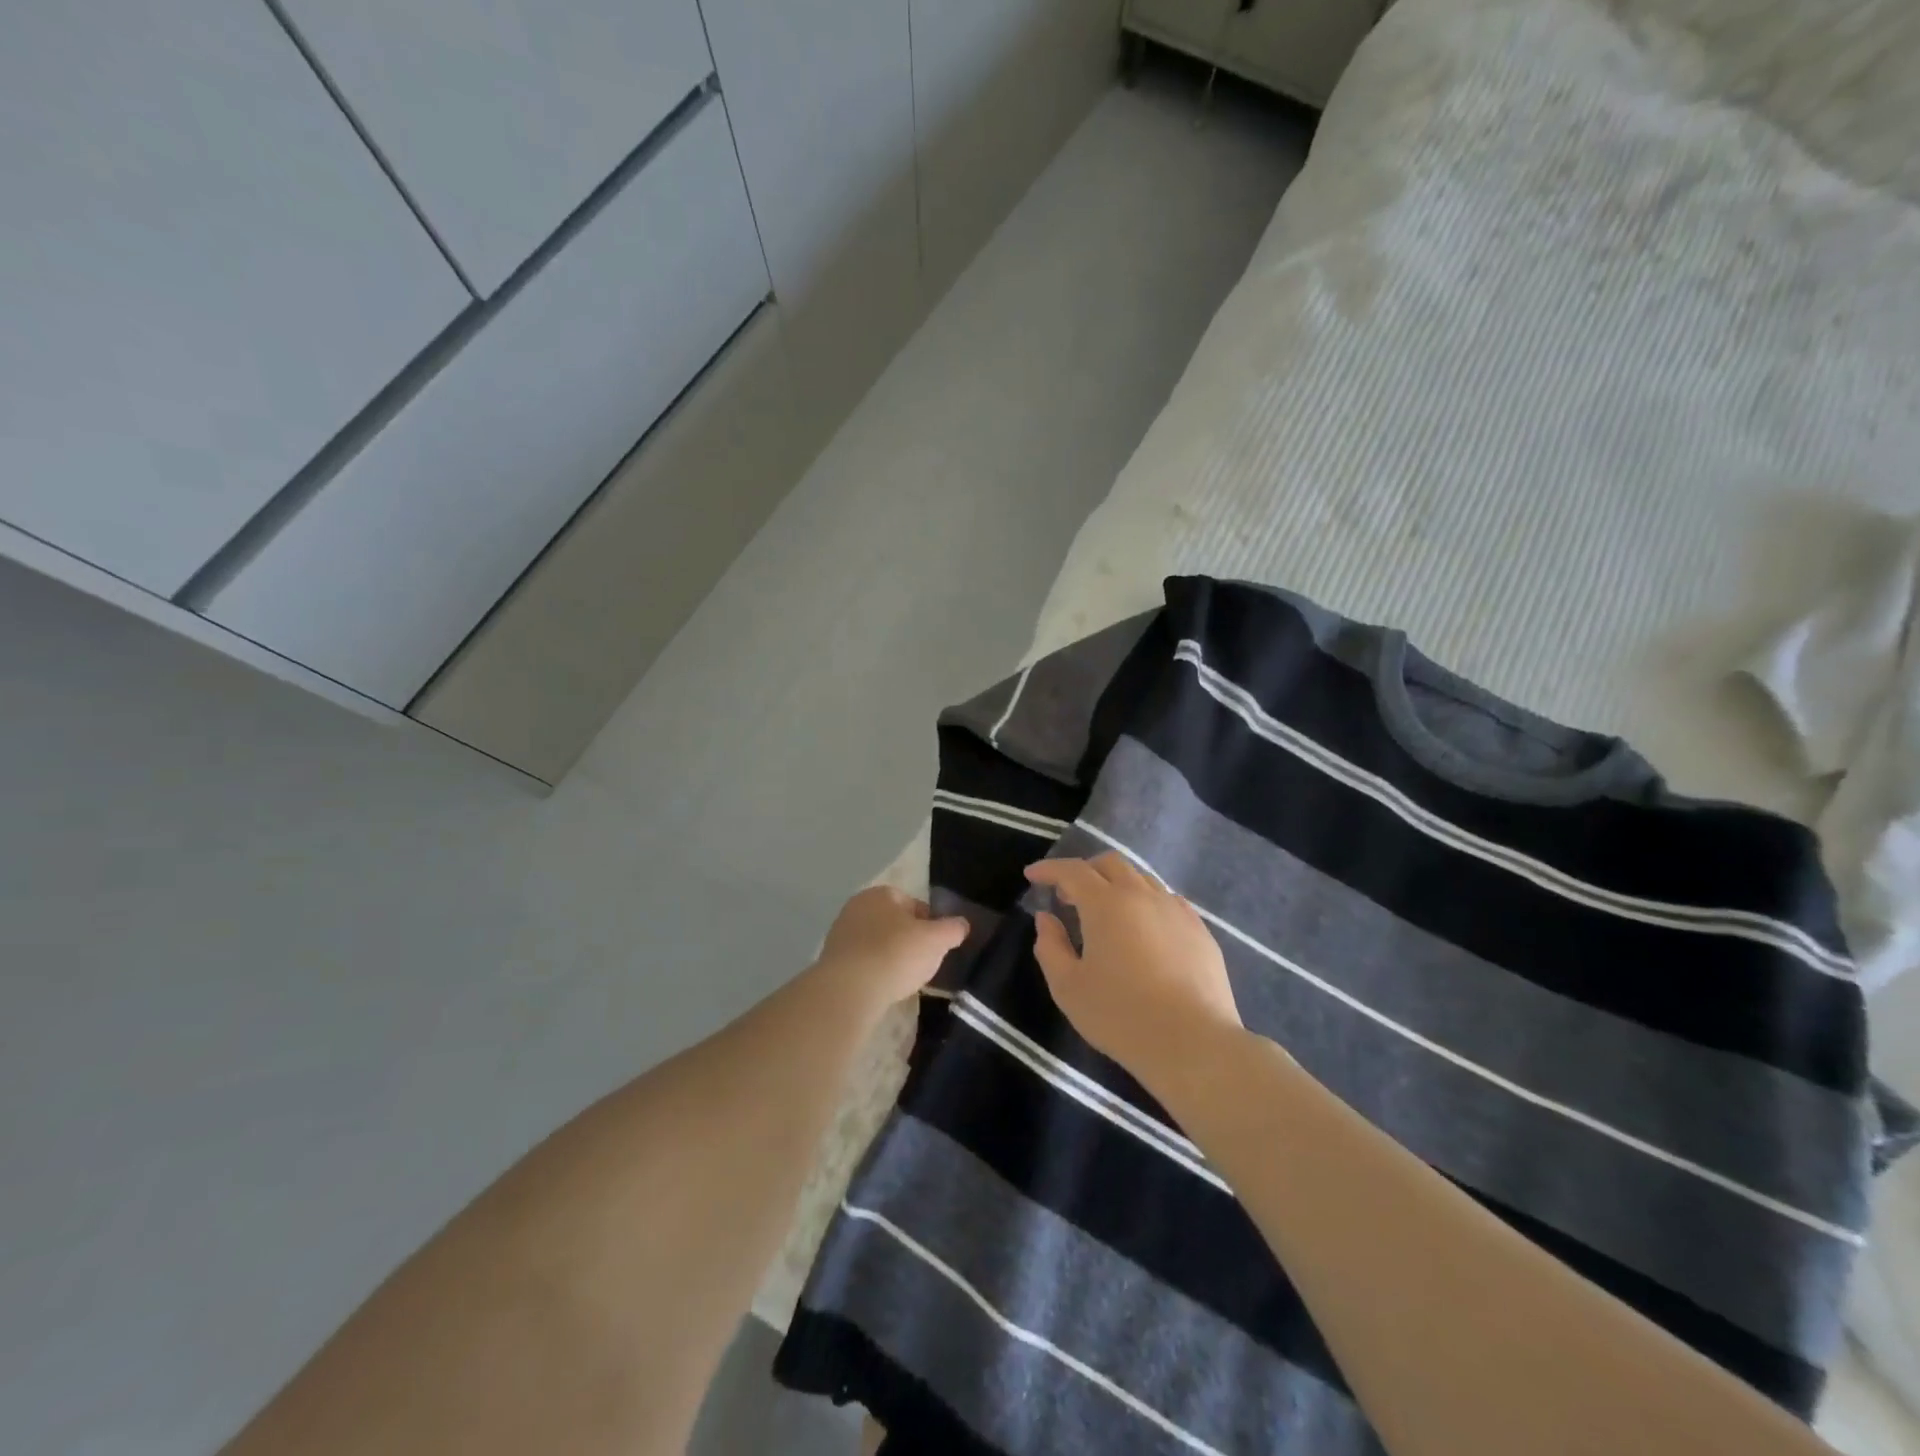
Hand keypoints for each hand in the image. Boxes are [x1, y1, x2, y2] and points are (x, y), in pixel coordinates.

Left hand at [812, 886, 967, 1014]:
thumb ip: (952, 928)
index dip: (930, 924)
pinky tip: (883, 988)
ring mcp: (840, 934)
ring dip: (890, 957)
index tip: (937, 946)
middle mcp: (856, 907)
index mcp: (880, 893)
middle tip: (922, 963)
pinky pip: (862, 963)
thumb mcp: (936, 940)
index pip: (913, 903)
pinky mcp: (831, 961)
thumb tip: (962, 924)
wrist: (849, 990)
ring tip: (904, 979)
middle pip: (893, 923)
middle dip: (908, 940)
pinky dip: (874, 972)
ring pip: (876, 943)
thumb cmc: (895, 954)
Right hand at [1025, 854, 1242, 1087]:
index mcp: (1106, 904)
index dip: (1049, 869)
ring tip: (1106, 914)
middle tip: (1068, 895)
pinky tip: (1143, 930)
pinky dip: (1145, 903)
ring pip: (1141, 879)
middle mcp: (1142, 895)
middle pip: (1110, 864)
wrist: (1193, 1044)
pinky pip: (1167, 901)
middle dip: (1084, 871)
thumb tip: (1046, 918)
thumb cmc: (1121, 1016)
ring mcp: (1176, 910)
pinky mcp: (1200, 930)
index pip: (1072, 871)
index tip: (1032, 875)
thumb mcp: (1068, 988)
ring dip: (1116, 885)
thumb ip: (1050, 947)